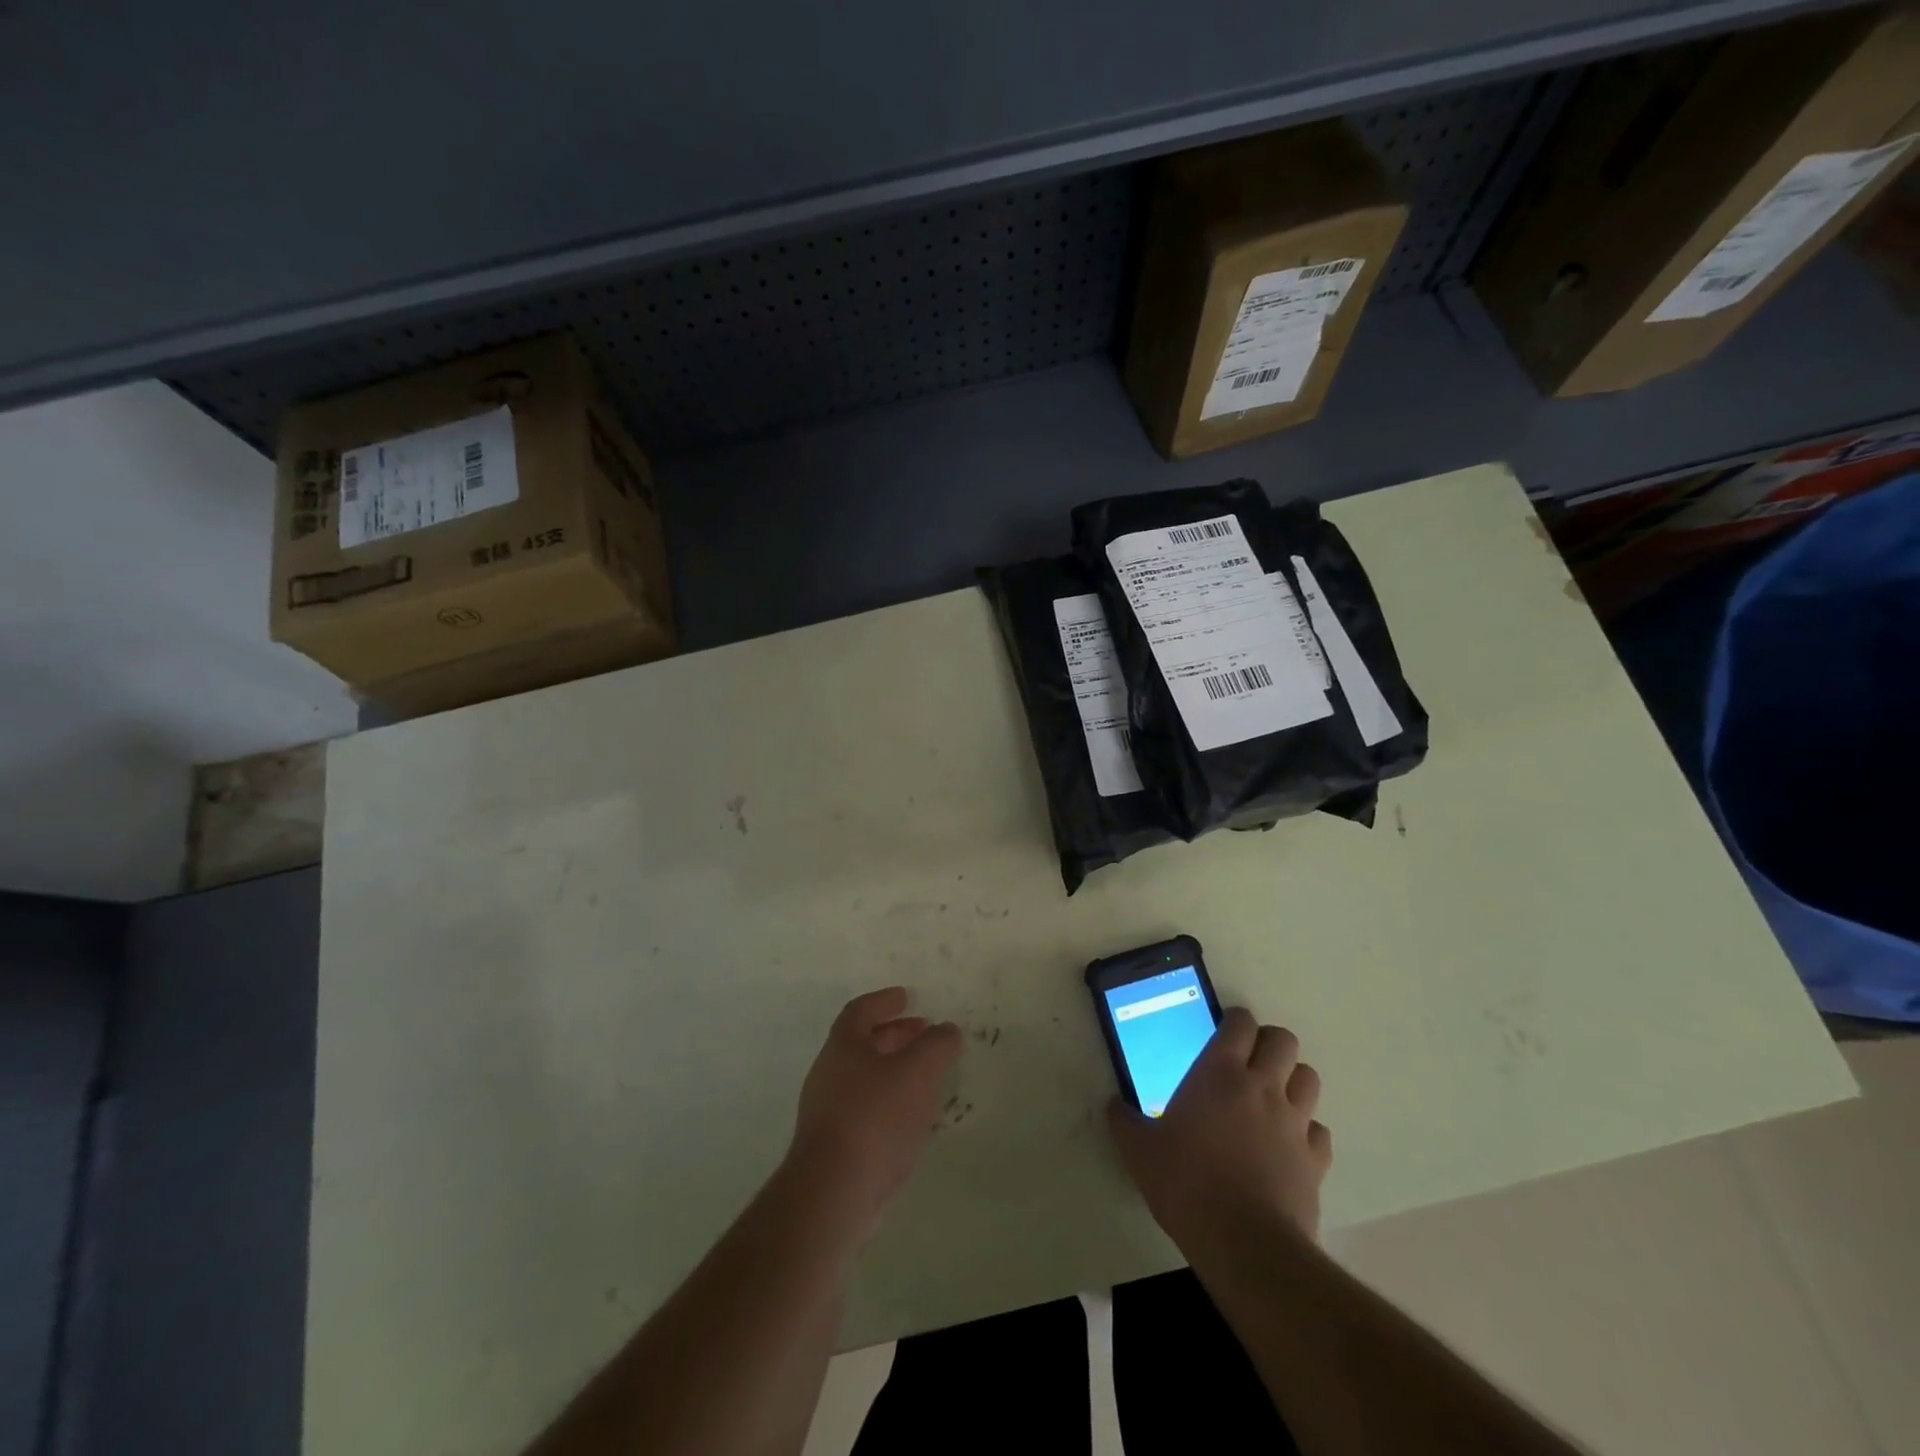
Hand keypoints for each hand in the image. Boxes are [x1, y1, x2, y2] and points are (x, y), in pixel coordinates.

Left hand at [786, 987, 963, 1239]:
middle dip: (895, 1035)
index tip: (907, 997)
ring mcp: (828, 1112)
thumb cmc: (875, 1117)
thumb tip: (948, 1030)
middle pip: (863, 1043)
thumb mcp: (917, 1072)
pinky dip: (891, 1102)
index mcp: (843, 1046)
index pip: (861, 1010)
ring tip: (927, 1076)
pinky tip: (913, 1118)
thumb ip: (937, 1045)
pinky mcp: (835, 1147)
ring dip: (895, 1070)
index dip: (885, 1001)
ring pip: (866, 1077)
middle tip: (925, 1034)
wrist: (834, 1193)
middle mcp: (829, 1073)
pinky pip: (866, 1110)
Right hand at [1106, 1008, 1331, 1248]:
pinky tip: (1288, 1145)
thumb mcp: (1139, 1151)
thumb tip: (1113, 1105)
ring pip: (1308, 1078)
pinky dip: (1307, 1131)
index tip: (1222, 1032)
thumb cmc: (1187, 1184)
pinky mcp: (1315, 1160)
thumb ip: (1124, 1121)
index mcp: (1219, 1073)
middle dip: (1268, 1043)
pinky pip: (1319, 1130)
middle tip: (1247, 1062)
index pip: (1240, 1023)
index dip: (1234, 1021)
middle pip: (1283, 1040)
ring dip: (1292, 1080)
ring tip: (1271, 1097)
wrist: (1245, 1244)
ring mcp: (1294, 1122)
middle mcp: (1262, 1087)